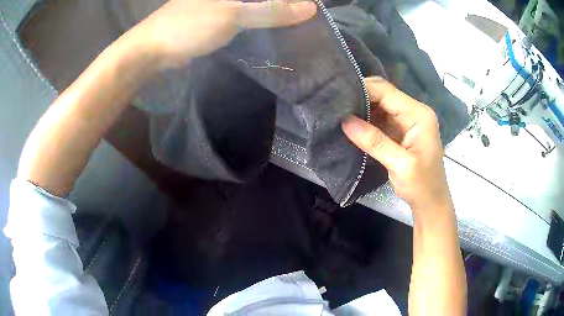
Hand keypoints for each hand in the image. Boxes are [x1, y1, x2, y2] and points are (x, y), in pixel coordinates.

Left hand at [135, 0, 316, 68]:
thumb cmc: (189, 26)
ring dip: (273, 12)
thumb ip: (271, 9)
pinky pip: (246, 14)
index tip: (309, 7)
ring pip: (256, 4)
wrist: (153, 50)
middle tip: (305, 17)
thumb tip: (310, 7)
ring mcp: (222, 2)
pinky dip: (259, 20)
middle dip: (284, 5)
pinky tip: (272, 29)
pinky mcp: (218, 15)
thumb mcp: (233, 15)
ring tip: (295, 23)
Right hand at [342, 77, 451, 213]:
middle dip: (359, 96)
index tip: (337, 96)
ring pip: (379, 104)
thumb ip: (374, 141)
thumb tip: (344, 120)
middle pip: (383, 94)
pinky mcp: (400, 130)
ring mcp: (407, 120)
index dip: (362, 89)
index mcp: (419, 115)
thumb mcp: (400, 165)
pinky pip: (380, 117)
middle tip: (335, 104)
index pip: (387, 91)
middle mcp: (414, 112)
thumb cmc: (422, 185)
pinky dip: (365, 119)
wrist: (431, 202)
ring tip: (338, 112)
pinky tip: (351, 123)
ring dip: (361, 108)